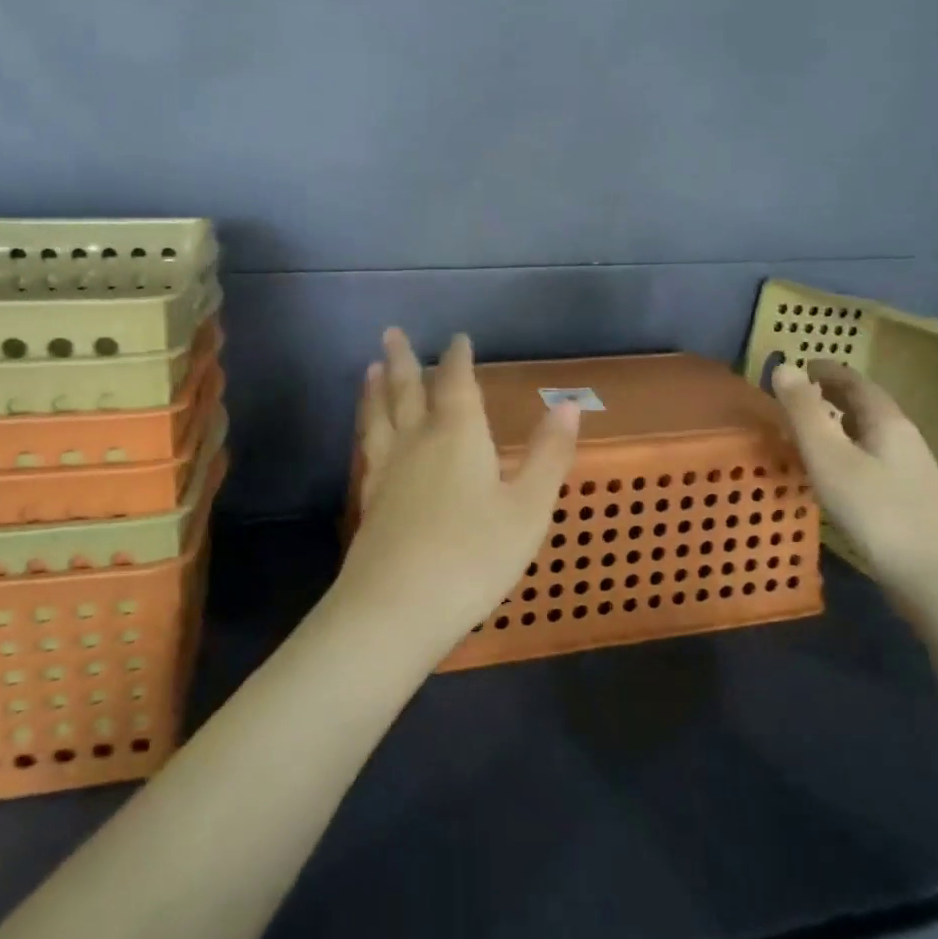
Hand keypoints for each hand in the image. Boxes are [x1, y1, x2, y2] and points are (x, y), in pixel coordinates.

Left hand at [337, 329, 579, 656]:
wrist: (396, 607)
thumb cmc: (473, 555)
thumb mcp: (527, 508)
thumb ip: (548, 455)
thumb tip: (570, 405)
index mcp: (458, 435)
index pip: (457, 383)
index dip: (458, 358)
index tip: (458, 338)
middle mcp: (417, 441)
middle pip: (407, 390)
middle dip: (404, 360)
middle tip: (391, 332)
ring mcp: (388, 470)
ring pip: (380, 416)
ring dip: (377, 389)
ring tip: (372, 368)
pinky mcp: (371, 499)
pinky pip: (369, 448)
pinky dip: (368, 428)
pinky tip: (368, 436)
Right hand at [769, 358, 937, 599]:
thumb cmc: (878, 511)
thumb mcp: (829, 457)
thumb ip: (804, 412)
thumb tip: (783, 365)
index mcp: (887, 421)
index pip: (855, 382)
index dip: (826, 370)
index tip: (800, 365)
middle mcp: (903, 439)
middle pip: (866, 405)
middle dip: (832, 394)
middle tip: (798, 393)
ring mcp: (910, 471)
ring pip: (870, 433)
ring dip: (839, 423)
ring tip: (809, 428)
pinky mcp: (909, 500)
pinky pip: (871, 458)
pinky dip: (847, 450)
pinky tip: (834, 472)